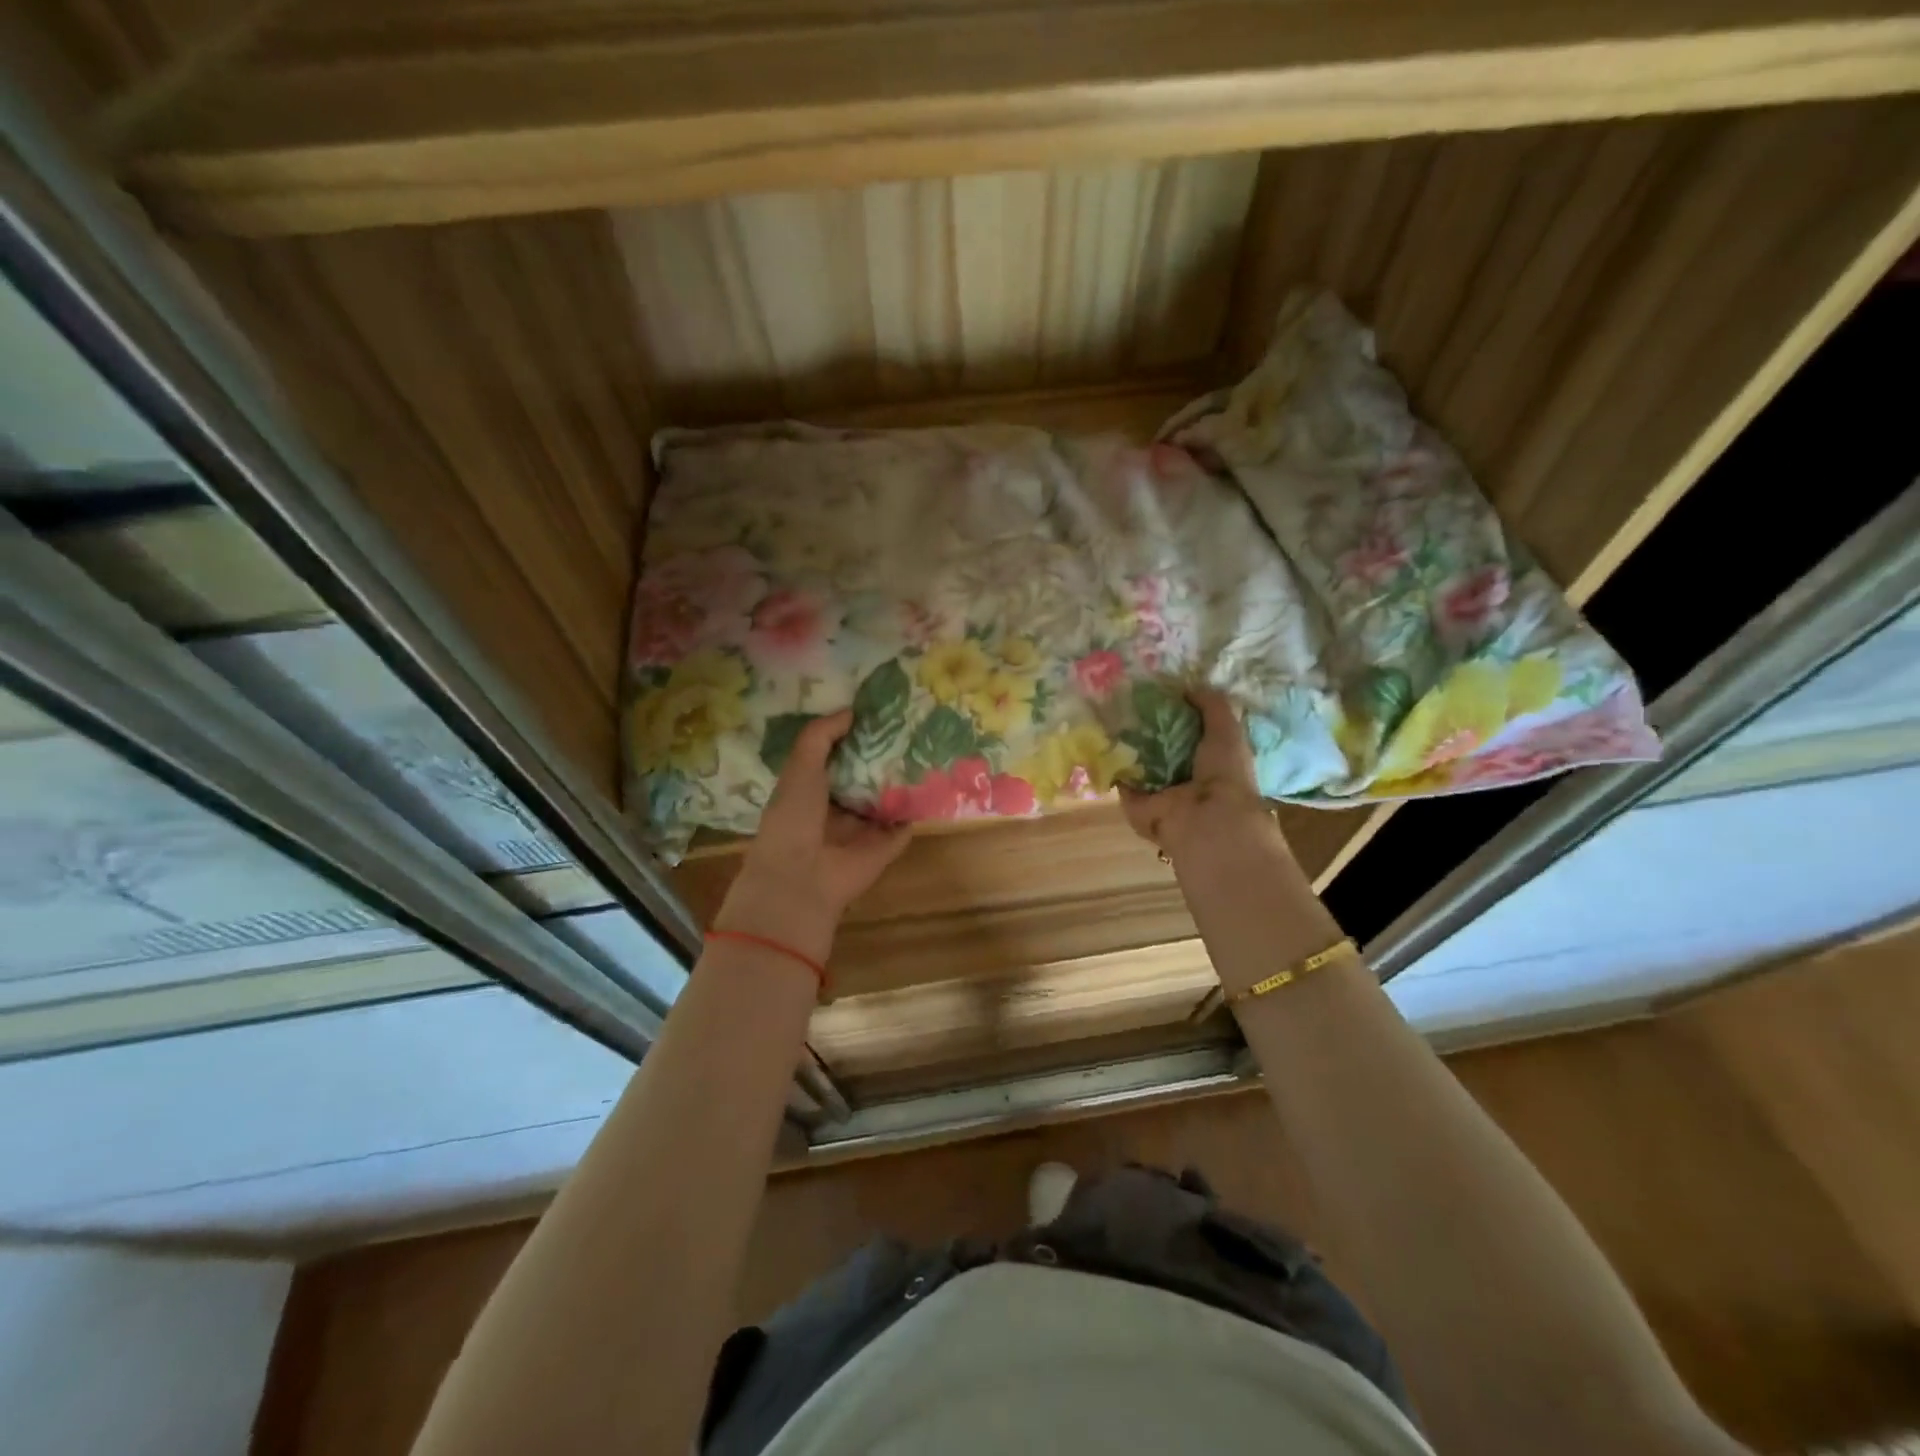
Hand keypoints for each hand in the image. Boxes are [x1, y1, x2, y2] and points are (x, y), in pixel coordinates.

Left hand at [714, 710, 911, 963]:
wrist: (803, 879)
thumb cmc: (793, 818)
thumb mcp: (799, 767)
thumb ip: (820, 736)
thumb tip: (850, 711)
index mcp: (811, 789)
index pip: (836, 757)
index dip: (853, 735)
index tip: (876, 710)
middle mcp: (838, 807)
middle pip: (865, 775)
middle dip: (883, 754)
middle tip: (910, 723)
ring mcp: (864, 828)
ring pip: (887, 797)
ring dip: (903, 777)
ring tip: (929, 744)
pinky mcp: (886, 845)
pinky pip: (906, 822)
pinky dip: (919, 806)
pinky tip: (937, 779)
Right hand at [1119, 689, 1281, 864]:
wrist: (1204, 819)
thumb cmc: (1223, 773)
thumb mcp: (1227, 730)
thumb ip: (1211, 706)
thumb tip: (1188, 687)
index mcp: (1210, 760)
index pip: (1189, 732)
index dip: (1176, 712)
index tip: (1157, 690)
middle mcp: (1183, 775)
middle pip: (1160, 745)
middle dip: (1146, 726)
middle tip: (1127, 697)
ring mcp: (1157, 790)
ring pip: (1137, 760)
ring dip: (1125, 741)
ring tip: (1109, 710)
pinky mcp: (1134, 800)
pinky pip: (1120, 775)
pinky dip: (1110, 759)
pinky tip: (1100, 734)